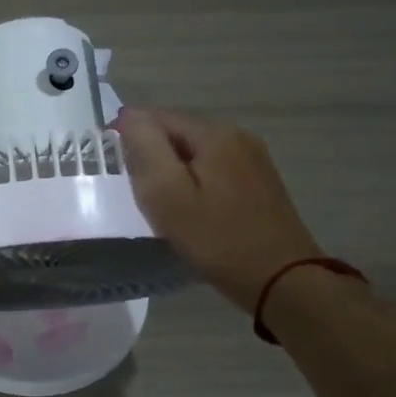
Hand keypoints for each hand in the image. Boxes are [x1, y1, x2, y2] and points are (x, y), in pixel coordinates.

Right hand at [115, 108, 322, 312]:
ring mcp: (254, 160)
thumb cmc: (217, 239)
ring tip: (159, 202)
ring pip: (197, 154)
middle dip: (152, 154)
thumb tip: (129, 115)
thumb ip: (145, 149)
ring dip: (173, 170)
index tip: (112, 165)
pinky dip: (195, 182)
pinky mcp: (261, 184)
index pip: (157, 117)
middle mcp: (238, 137)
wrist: (282, 281)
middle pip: (179, 134)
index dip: (129, 135)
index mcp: (215, 134)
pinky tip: (191, 209)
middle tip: (134, 190)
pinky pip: (215, 170)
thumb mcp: (168, 195)